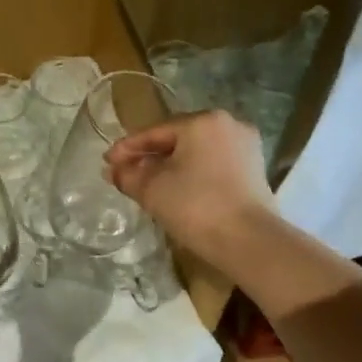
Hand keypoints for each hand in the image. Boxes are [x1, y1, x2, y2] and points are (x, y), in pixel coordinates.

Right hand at [104, 109, 275, 262]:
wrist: (248, 240)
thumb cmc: (196, 205)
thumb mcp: (152, 189)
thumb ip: (129, 175)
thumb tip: (115, 170)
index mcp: (203, 121)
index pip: (155, 131)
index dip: (127, 148)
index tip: (107, 162)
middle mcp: (228, 125)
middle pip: (178, 139)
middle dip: (150, 157)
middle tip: (126, 173)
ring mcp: (246, 147)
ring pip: (197, 153)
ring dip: (172, 166)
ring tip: (149, 184)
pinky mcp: (254, 170)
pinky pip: (214, 166)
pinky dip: (193, 175)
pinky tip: (178, 190)